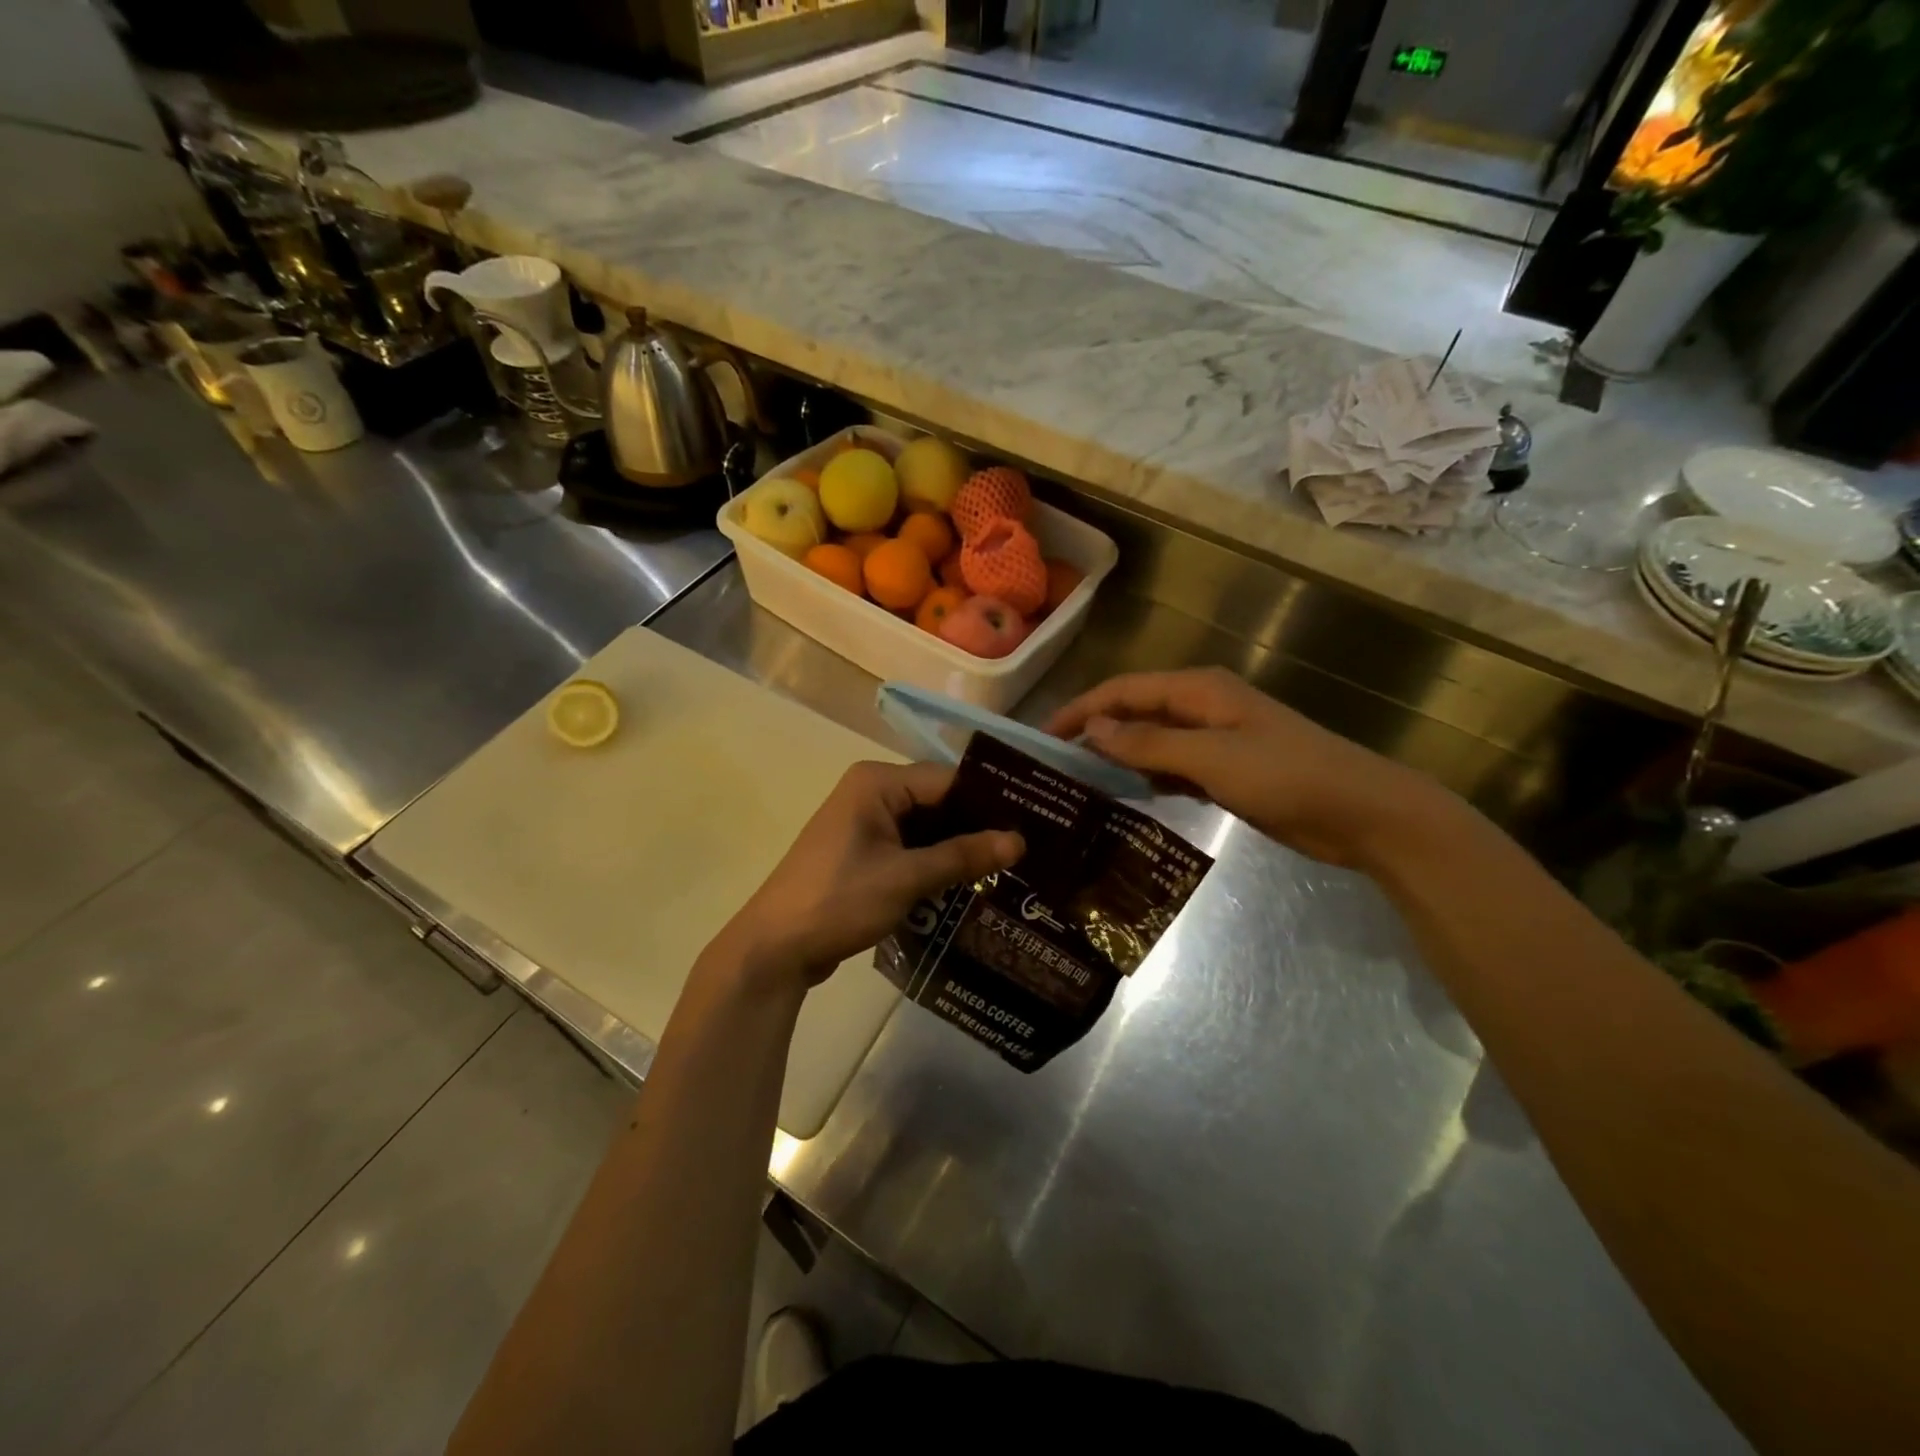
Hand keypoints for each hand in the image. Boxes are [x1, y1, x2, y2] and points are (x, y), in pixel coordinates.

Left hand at [715, 761, 1022, 992]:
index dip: (990, 801)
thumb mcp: (906, 878)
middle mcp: (871, 792)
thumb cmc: (838, 901)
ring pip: (925, 828)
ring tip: (1010, 868)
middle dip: (977, 827)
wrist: (774, 949)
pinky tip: (969, 883)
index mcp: (877, 782)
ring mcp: (864, 823)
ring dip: (958, 848)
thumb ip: (963, 856)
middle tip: (1028, 850)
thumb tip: (1019, 841)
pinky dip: (935, 863)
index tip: (1032, 822)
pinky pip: (909, 848)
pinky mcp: (862, 852)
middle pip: (938, 802)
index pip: (948, 779)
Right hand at [1047, 667, 1456, 869]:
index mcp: (1198, 690)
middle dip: (1096, 732)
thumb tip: (1093, 728)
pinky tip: (1130, 799)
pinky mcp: (1228, 769)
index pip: (1123, 690)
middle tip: (1057, 765)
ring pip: (1153, 740)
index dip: (1081, 710)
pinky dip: (1149, 777)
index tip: (1044, 738)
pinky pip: (1174, 766)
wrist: (1363, 813)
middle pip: (1135, 711)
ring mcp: (1217, 738)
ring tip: (1082, 783)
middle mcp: (1203, 706)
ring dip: (1121, 757)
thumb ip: (1149, 742)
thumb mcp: (1211, 758)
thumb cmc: (1286, 776)